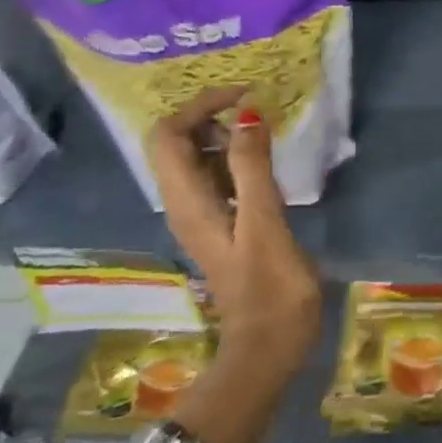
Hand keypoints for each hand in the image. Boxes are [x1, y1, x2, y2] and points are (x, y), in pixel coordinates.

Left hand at [146, 87, 321, 380]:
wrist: (269, 346)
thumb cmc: (271, 288)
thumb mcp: (265, 223)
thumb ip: (253, 168)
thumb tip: (246, 114)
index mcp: (187, 202)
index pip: (170, 134)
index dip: (200, 105)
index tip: (245, 95)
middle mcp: (184, 204)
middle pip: (177, 143)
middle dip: (210, 116)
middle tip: (256, 112)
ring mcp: (202, 216)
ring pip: (197, 160)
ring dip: (224, 136)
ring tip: (265, 130)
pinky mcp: (221, 226)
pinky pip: (217, 178)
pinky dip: (235, 159)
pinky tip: (265, 163)